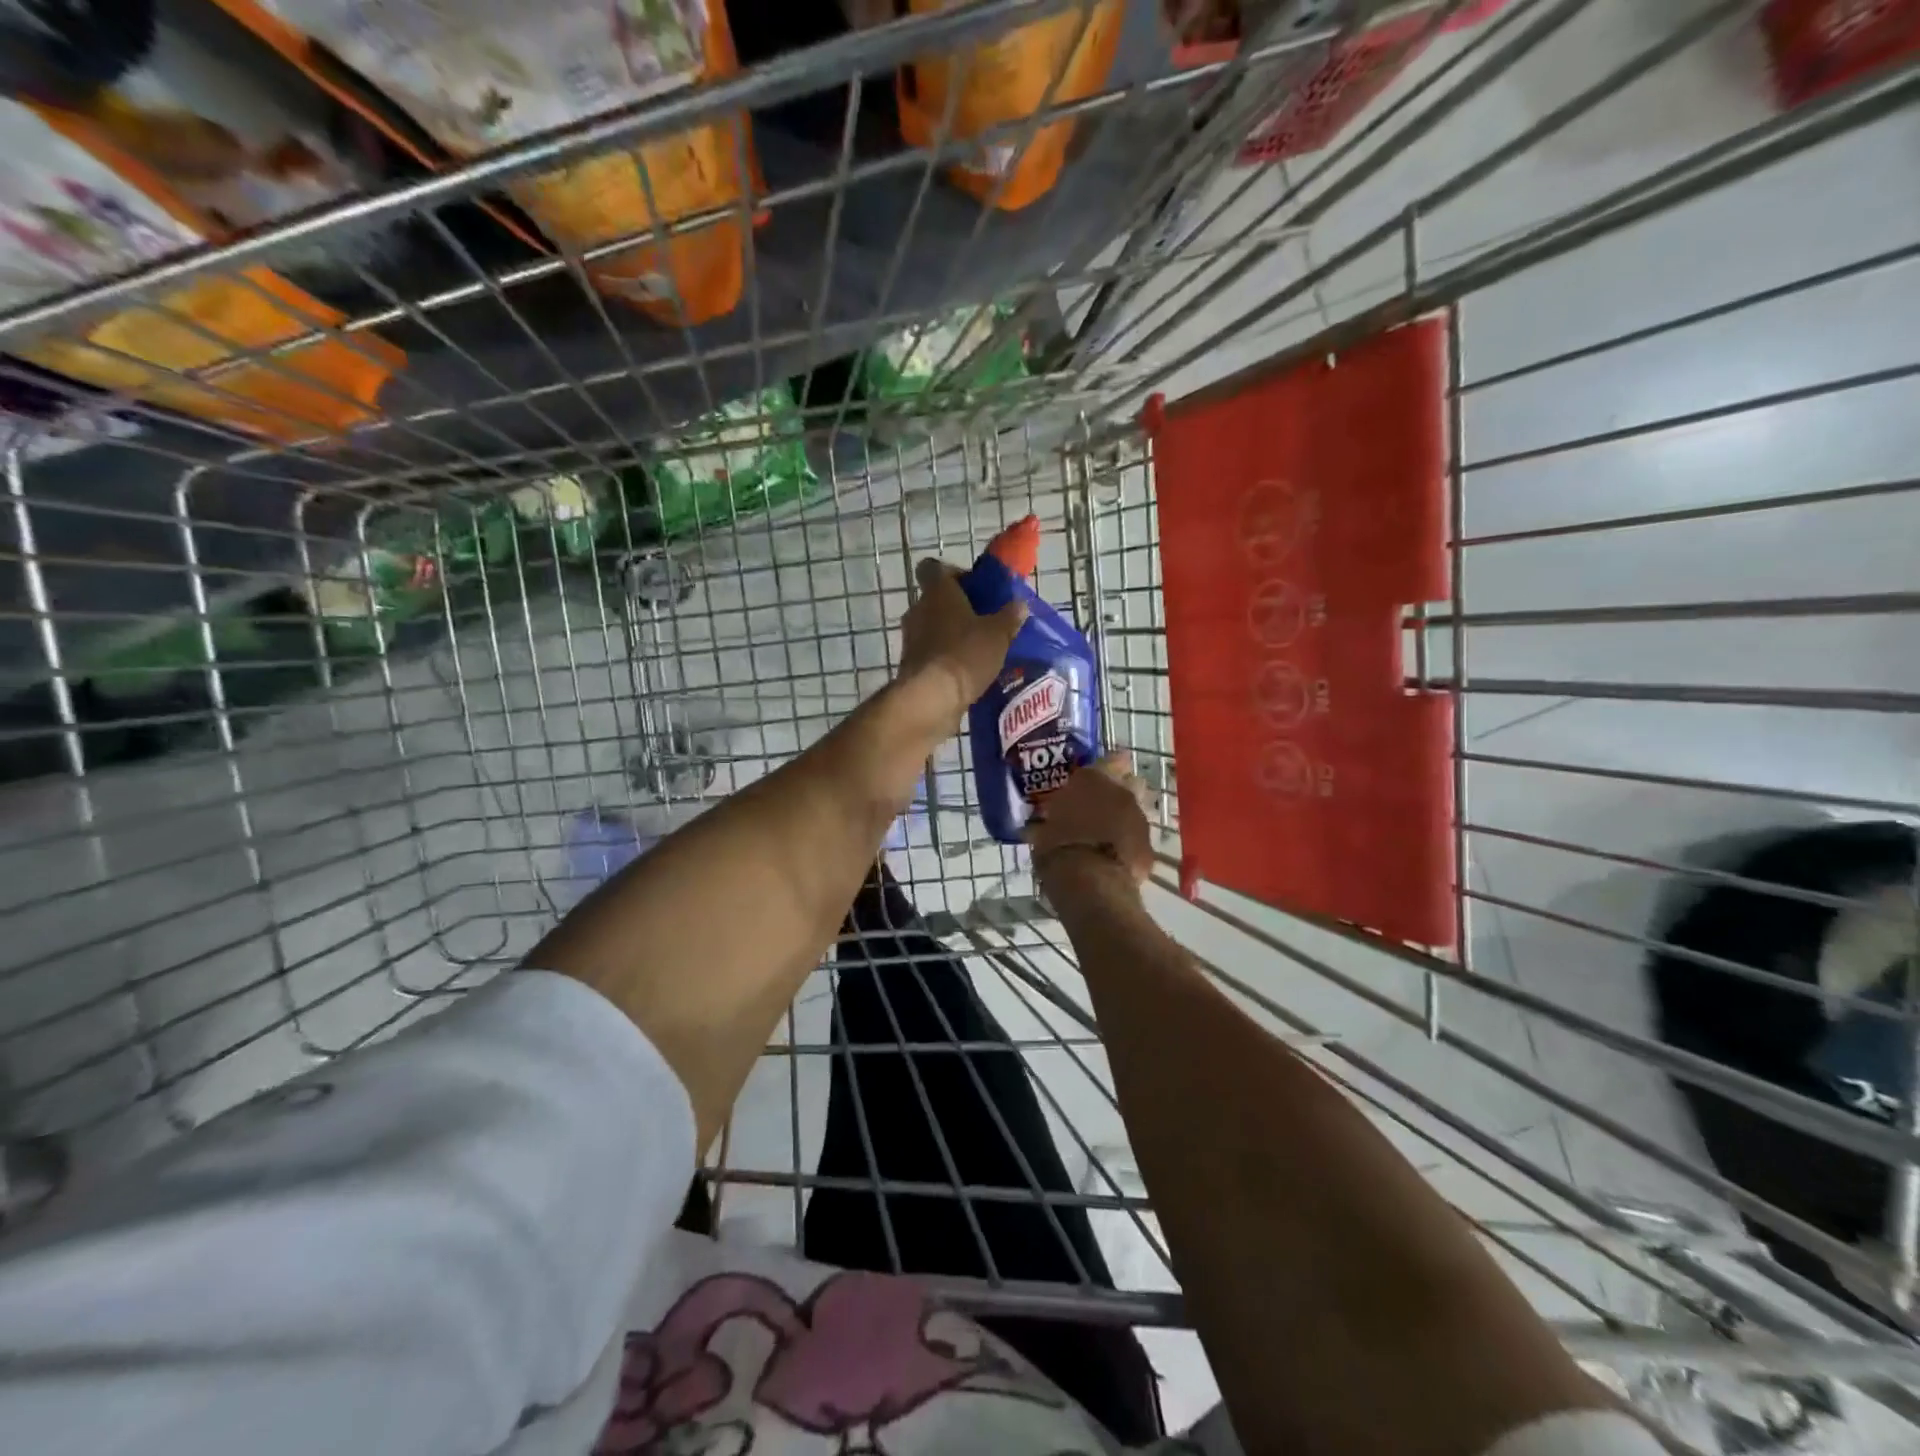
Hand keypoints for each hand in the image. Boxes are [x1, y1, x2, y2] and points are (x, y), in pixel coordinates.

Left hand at [897, 559, 1024, 715]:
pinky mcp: (910, 665)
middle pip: (936, 600)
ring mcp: (910, 639)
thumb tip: (1019, 605)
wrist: (931, 699)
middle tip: (985, 622)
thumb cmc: (965, 654)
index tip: (974, 588)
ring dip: (952, 635)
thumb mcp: (998, 634)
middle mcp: (918, 610)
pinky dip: (945, 658)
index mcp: (937, 592)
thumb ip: (1009, 617)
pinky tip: (967, 672)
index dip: (953, 574)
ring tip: (979, 650)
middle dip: (958, 609)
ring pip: (933, 627)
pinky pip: (931, 653)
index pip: (933, 568)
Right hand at [1027, 753, 1154, 886]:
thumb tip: (1038, 824)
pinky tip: (1116, 858)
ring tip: (1109, 834)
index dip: (1107, 766)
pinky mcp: (1150, 846)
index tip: (1097, 776)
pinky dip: (1130, 845)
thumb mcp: (1042, 828)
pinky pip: (1139, 840)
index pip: (1111, 758)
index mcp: (1094, 778)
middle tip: (1101, 806)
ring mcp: (1140, 819)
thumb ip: (1050, 819)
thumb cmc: (1058, 846)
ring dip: (1126, 818)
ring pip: (1137, 810)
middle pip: (1130, 782)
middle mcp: (1123, 792)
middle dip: (1119, 792)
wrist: (1091, 881)